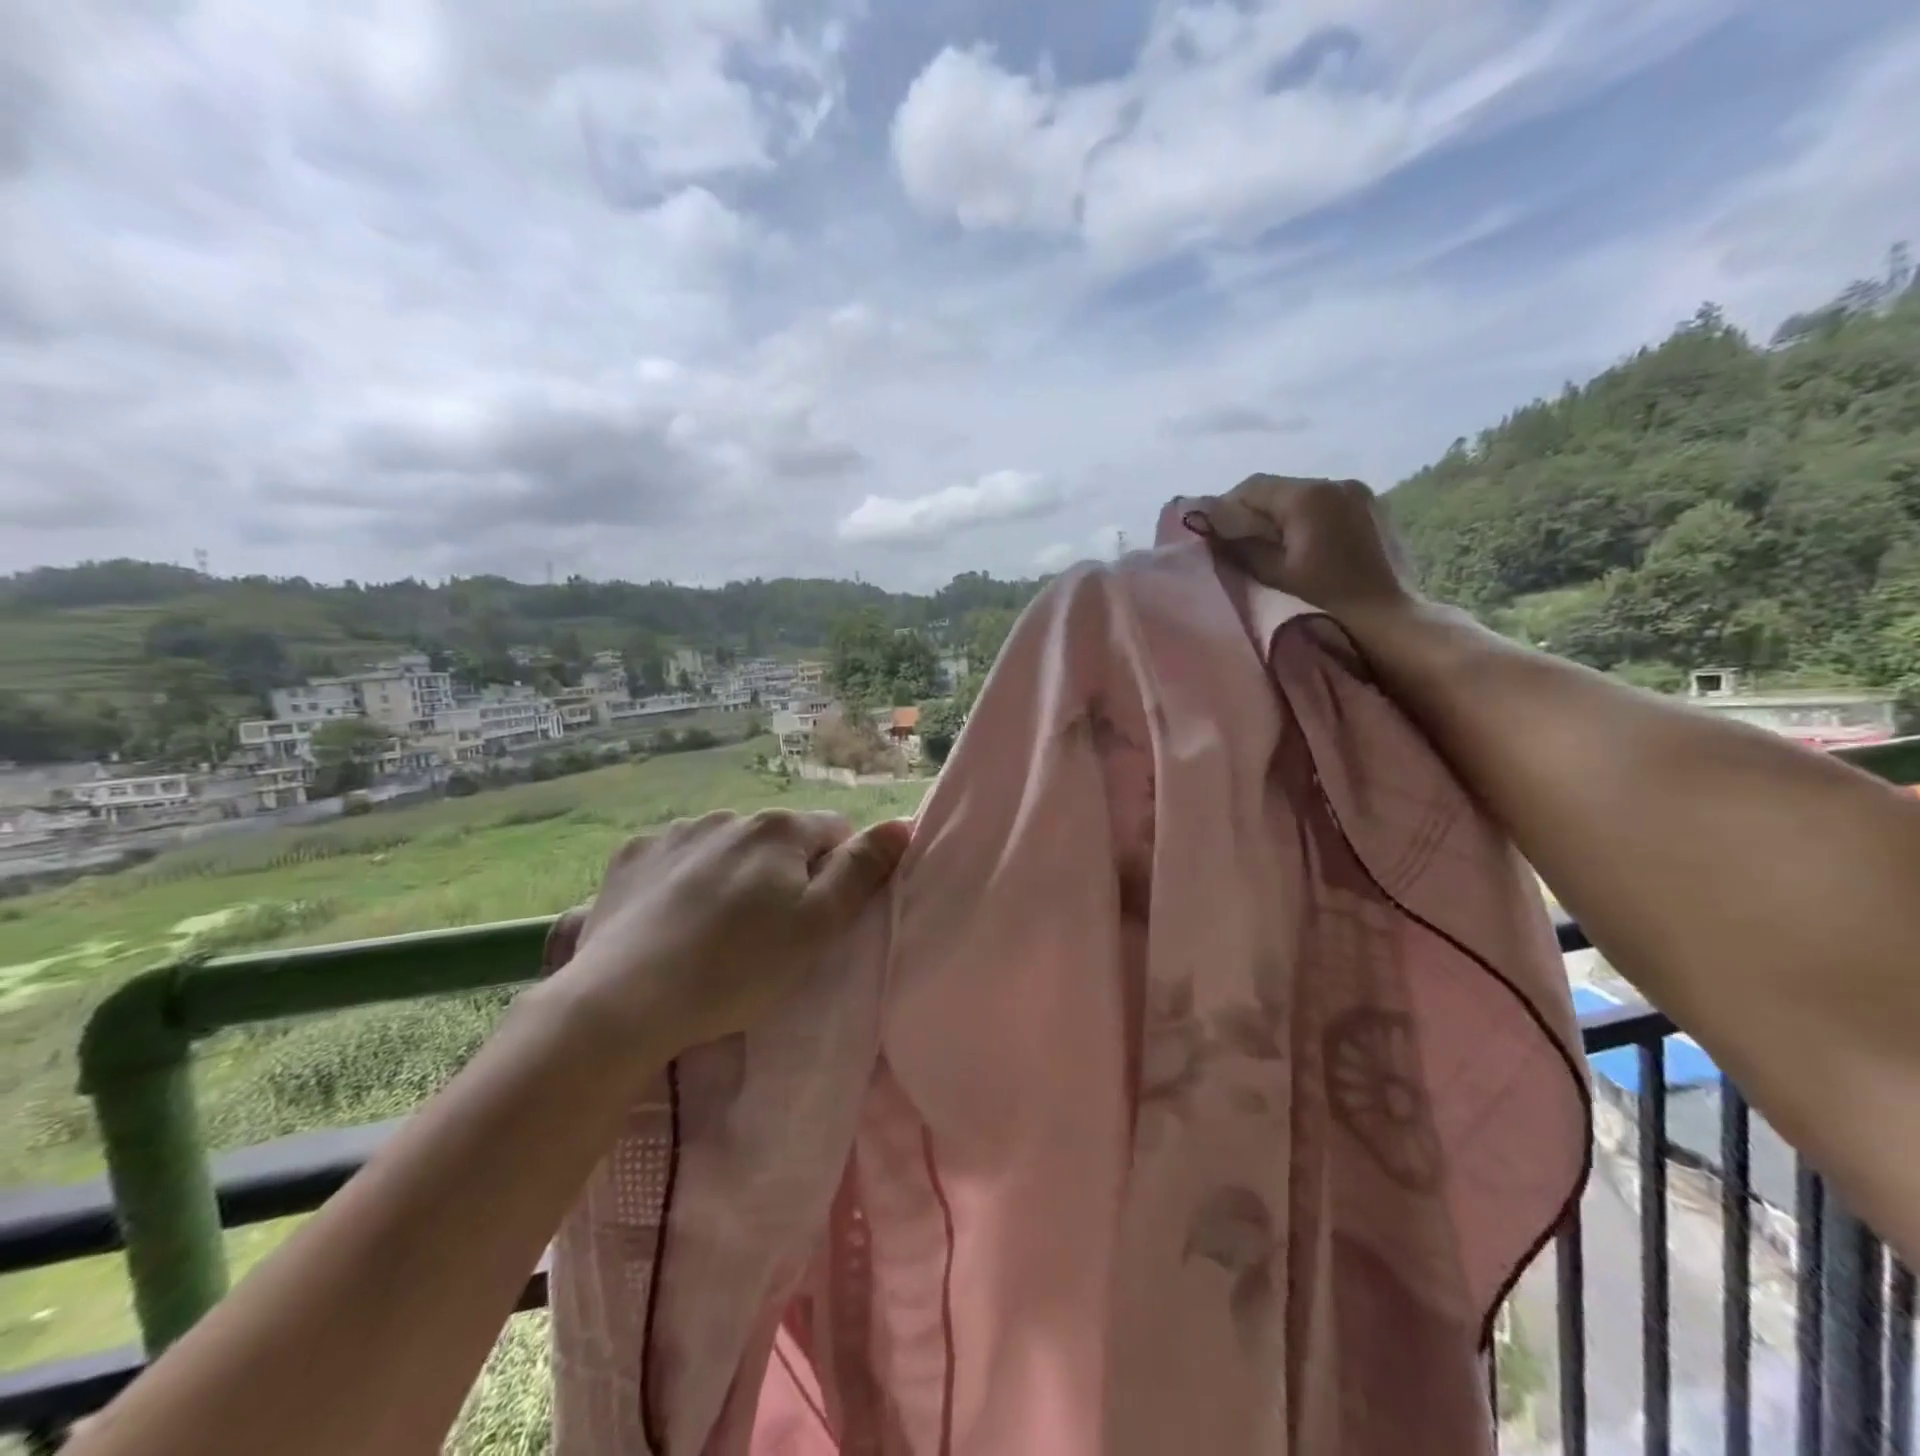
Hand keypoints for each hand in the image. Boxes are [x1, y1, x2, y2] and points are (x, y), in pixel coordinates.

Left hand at [548, 810, 911, 1053]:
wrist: (623, 1001)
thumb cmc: (737, 967)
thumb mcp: (817, 926)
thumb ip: (862, 870)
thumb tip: (901, 825)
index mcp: (778, 829)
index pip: (835, 832)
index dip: (837, 873)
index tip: (818, 918)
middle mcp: (728, 816)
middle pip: (779, 840)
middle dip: (784, 874)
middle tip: (769, 934)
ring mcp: (675, 833)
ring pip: (727, 848)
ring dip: (734, 875)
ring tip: (716, 932)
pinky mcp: (632, 857)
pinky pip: (677, 859)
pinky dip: (685, 881)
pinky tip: (673, 921)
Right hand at [1184, 474, 1422, 627]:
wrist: (1391, 622)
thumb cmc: (1327, 602)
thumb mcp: (1274, 575)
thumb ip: (1238, 545)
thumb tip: (1207, 527)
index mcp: (1308, 496)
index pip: (1251, 487)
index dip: (1224, 508)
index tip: (1211, 536)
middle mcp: (1335, 483)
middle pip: (1277, 489)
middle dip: (1251, 513)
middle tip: (1234, 546)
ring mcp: (1358, 494)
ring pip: (1301, 497)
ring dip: (1278, 517)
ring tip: (1268, 551)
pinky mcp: (1372, 510)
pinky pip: (1325, 507)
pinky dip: (1305, 521)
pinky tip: (1301, 550)